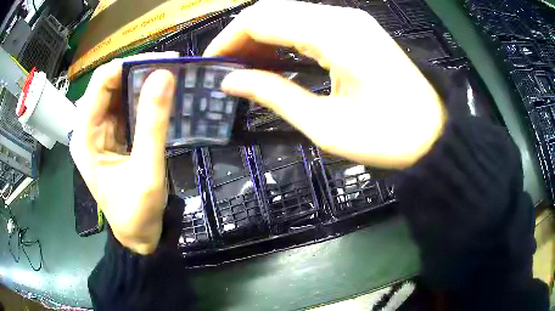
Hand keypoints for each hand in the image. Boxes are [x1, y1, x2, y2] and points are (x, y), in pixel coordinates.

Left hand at [70, 52, 177, 253]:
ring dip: (142, 83)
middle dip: (138, 72)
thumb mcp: (147, 171)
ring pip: (119, 94)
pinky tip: (161, 96)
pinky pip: (126, 108)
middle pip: (109, 85)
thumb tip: (164, 76)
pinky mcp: (112, 136)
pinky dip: (143, 99)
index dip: (128, 66)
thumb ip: (153, 124)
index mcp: (86, 136)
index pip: (100, 84)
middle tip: (171, 66)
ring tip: (170, 77)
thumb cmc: (137, 212)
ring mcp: (100, 131)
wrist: (137, 235)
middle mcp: (88, 128)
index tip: (161, 61)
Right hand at [205, 1, 445, 168]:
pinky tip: (274, 61)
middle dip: (241, 36)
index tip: (211, 65)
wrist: (434, 134)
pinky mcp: (356, 30)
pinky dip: (283, 39)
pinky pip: (308, 24)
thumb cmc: (388, 138)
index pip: (262, 18)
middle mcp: (341, 16)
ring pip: (289, 14)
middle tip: (226, 69)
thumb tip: (230, 81)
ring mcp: (351, 20)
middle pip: (273, 9)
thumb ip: (274, 95)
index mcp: (335, 34)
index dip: (229, 38)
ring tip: (245, 68)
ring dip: (261, 37)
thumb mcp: (325, 126)